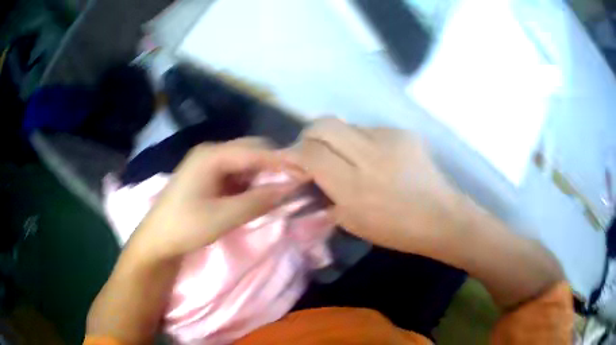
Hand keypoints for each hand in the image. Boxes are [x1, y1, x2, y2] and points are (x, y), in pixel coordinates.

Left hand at [129, 138, 300, 261]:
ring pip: (244, 161)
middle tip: (296, 181)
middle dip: (275, 164)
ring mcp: (207, 164)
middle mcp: (211, 152)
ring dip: (263, 173)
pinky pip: (235, 173)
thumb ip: (258, 200)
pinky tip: (259, 193)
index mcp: (212, 156)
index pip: (256, 151)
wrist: (157, 240)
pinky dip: (251, 181)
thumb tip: (290, 188)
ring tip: (282, 188)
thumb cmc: (185, 227)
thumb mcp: (224, 216)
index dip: (283, 162)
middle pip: (251, 150)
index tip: (307, 173)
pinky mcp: (207, 176)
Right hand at [288, 118, 463, 254]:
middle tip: (311, 151)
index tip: (287, 159)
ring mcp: (388, 139)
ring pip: (346, 125)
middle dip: (309, 135)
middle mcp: (368, 155)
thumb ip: (326, 196)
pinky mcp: (403, 132)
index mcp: (353, 186)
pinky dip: (362, 142)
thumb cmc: (395, 229)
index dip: (292, 153)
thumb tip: (308, 175)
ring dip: (338, 139)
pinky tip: (374, 159)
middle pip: (323, 125)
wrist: (440, 216)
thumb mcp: (352, 222)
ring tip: (347, 158)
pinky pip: (370, 130)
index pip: (310, 153)